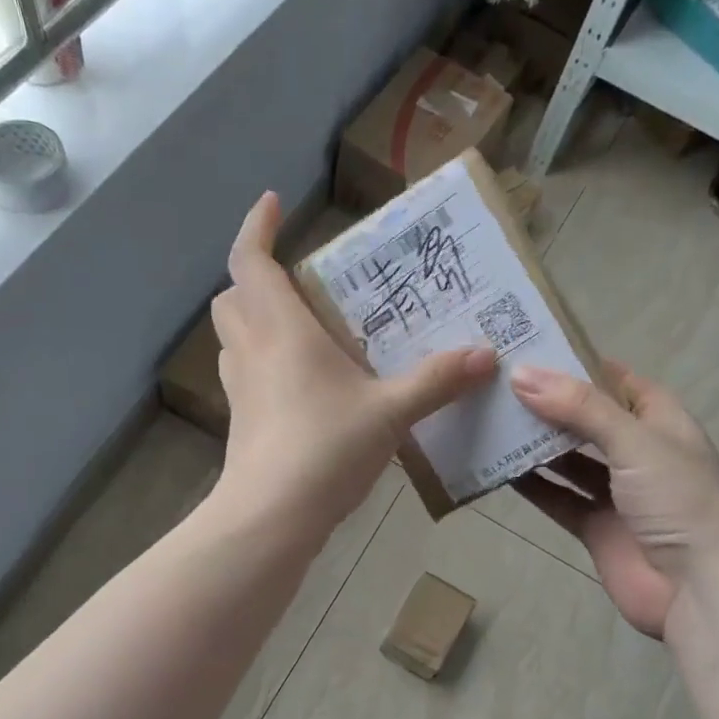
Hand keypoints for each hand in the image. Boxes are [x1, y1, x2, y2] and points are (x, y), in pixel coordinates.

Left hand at [210, 192, 495, 536]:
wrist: (271, 516)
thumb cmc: (326, 448)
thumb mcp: (390, 412)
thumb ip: (437, 382)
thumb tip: (485, 355)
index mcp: (282, 330)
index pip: (251, 261)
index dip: (257, 227)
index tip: (272, 202)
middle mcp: (252, 351)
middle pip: (233, 297)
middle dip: (254, 277)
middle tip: (297, 280)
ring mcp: (240, 389)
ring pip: (234, 337)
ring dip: (256, 320)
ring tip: (301, 328)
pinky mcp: (242, 423)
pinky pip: (245, 375)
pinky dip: (262, 363)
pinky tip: (300, 384)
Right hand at [509, 361, 718, 638]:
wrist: (699, 589)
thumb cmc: (679, 500)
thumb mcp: (634, 441)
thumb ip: (579, 407)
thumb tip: (521, 375)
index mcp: (660, 422)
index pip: (616, 381)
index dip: (578, 364)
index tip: (530, 351)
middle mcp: (638, 453)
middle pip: (586, 420)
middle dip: (548, 405)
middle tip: (497, 385)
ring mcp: (616, 493)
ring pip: (568, 460)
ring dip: (536, 445)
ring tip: (491, 421)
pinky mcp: (596, 528)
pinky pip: (558, 499)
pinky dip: (533, 486)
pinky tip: (499, 469)